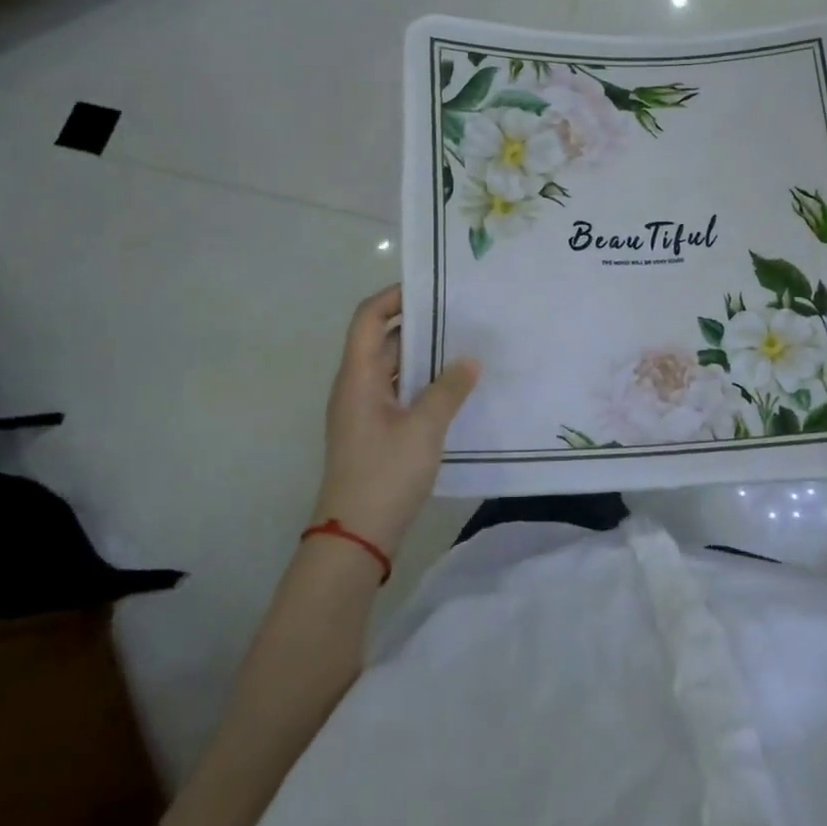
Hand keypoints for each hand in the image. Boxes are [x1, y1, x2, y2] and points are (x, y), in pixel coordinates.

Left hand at [311, 285, 478, 557]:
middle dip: (420, 325)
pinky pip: (401, 393)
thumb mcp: (424, 428)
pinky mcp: (376, 432)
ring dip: (426, 357)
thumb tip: (469, 359)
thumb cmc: (385, 474)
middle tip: (463, 316)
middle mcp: (357, 387)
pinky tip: (457, 389)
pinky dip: (424, 384)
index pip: (369, 319)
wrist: (356, 537)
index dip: (395, 297)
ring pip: (395, 369)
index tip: (433, 288)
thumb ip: (448, 389)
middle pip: (384, 341)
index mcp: (358, 377)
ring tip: (467, 347)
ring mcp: (365, 411)